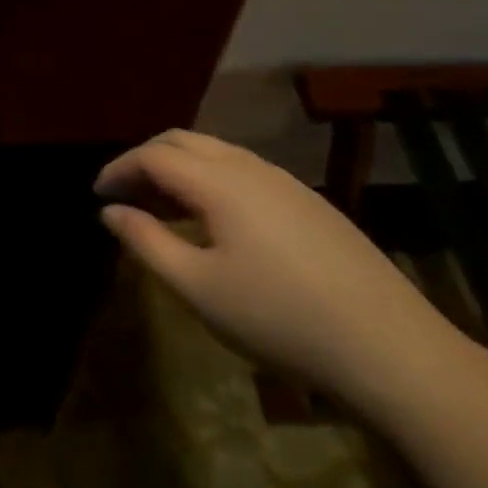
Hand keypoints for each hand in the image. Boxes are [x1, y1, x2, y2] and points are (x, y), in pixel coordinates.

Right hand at [96, 131, 477, 415]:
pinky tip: (213, 222)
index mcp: (219, 182)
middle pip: (184, 141)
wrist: (389, 347)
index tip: (98, 194)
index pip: (154, 154)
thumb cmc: (279, 318)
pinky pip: (244, 172)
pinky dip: (211, 181)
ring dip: (180, 170)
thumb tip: (110, 211)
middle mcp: (251, 167)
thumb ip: (146, 242)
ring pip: (217, 154)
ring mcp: (286, 182)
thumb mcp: (197, 287)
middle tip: (124, 196)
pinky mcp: (310, 202)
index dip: (119, 168)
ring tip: (161, 209)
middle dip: (146, 160)